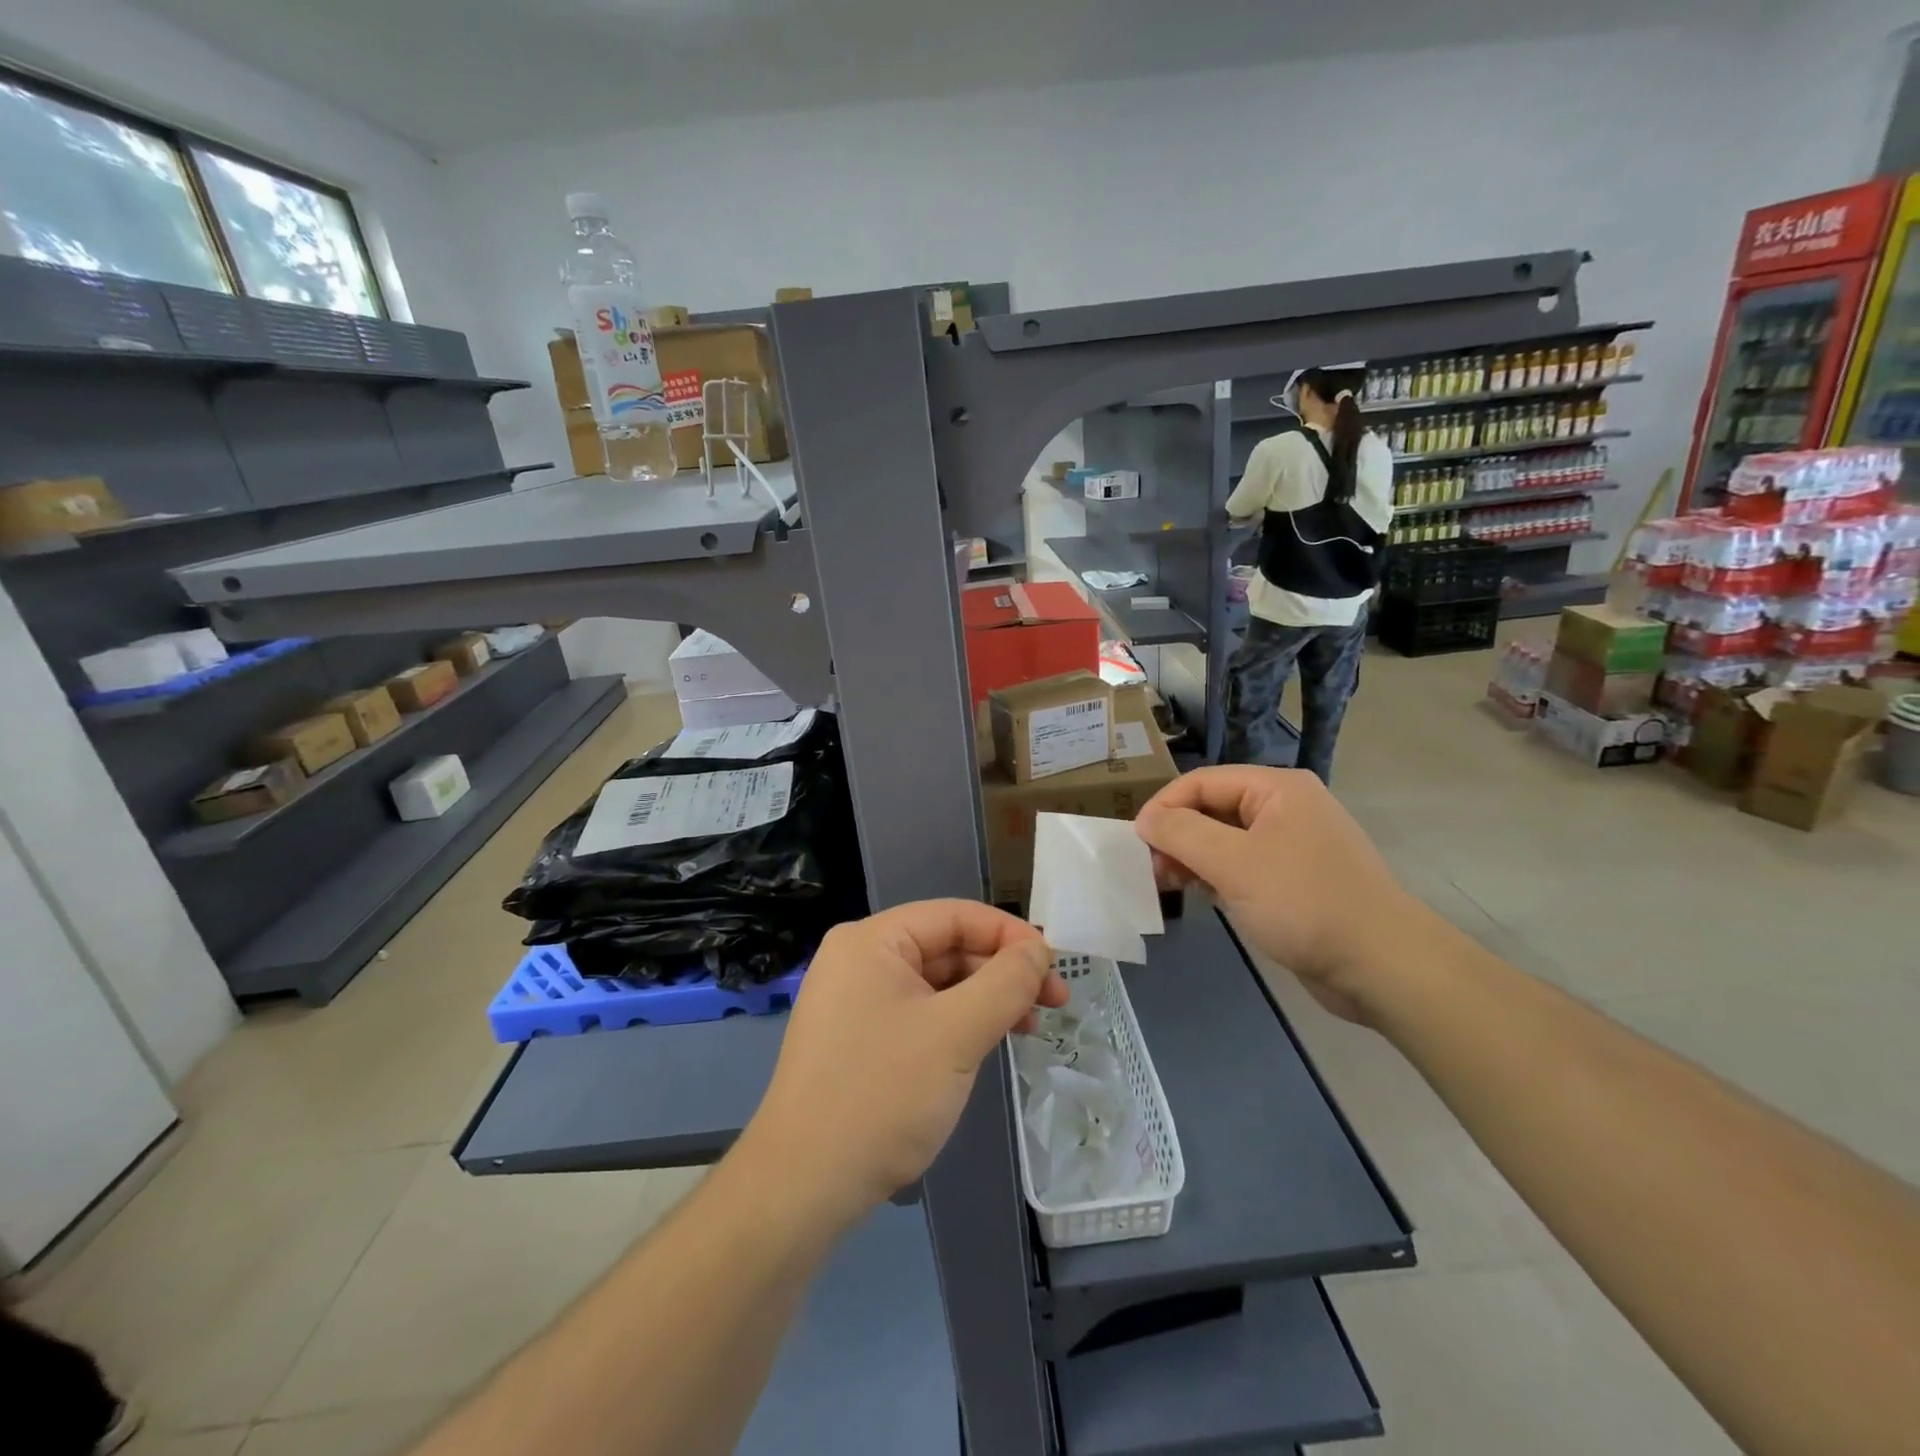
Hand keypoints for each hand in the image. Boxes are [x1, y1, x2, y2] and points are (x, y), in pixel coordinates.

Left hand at [738, 901, 1066, 1231]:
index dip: (1009, 934)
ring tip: (1029, 1028)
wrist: (803, 1187)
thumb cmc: (882, 1095)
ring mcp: (855, 1002)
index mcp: (872, 941)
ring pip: (936, 984)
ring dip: (985, 1000)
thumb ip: (1006, 982)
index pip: (954, 916)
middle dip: (1002, 972)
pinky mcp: (858, 1040)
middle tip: (1053, 1003)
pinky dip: (958, 1024)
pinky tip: (986, 1046)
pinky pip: (920, 1015)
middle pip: (946, 948)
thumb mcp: (956, 1033)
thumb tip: (1037, 949)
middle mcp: (859, 960)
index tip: (1054, 966)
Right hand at [1134, 766, 1425, 1021]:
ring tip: (1171, 885)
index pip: (1203, 781)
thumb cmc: (1304, 903)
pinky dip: (1218, 877)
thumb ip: (1182, 833)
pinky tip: (1205, 897)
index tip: (1136, 843)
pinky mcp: (1296, 881)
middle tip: (1152, 870)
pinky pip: (1244, 866)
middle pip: (1213, 808)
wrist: (1383, 966)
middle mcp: (1286, 808)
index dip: (1164, 807)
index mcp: (1278, 788)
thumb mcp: (1234, 863)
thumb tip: (1146, 819)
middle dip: (1177, 835)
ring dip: (1193, 858)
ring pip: (1226, 840)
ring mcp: (1293, 845)